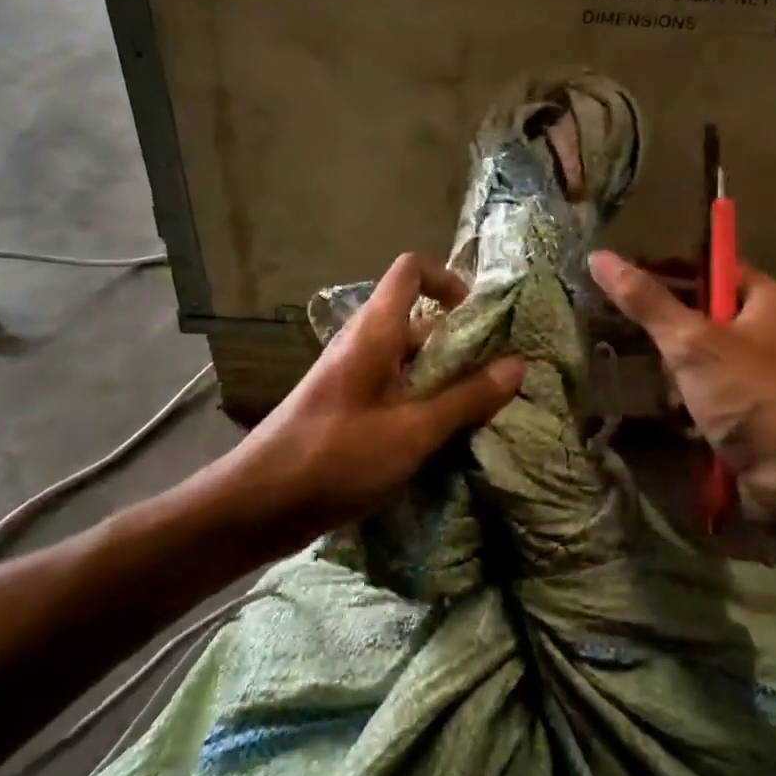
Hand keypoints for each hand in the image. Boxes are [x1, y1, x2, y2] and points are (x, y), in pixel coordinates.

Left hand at [219, 253, 524, 553]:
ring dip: (446, 380)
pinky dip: (424, 404)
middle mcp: (363, 344)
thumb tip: (518, 365)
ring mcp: (353, 377)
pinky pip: (396, 390)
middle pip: (420, 321)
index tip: (480, 320)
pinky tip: (445, 439)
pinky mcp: (348, 409)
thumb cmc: (335, 457)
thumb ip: (466, 398)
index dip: (449, 280)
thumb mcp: (412, 431)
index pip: (411, 270)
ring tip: (483, 414)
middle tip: (499, 378)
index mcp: (375, 332)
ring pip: (410, 361)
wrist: (257, 505)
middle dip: (462, 344)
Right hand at [588, 250, 775, 533]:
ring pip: (702, 357)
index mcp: (767, 298)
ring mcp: (763, 372)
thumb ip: (646, 301)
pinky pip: (710, 391)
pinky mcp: (754, 409)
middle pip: (702, 313)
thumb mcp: (692, 343)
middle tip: (634, 338)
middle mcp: (769, 329)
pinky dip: (690, 401)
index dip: (669, 268)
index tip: (625, 282)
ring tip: (660, 387)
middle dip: (669, 332)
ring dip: (676, 373)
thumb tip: (599, 256)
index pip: (710, 265)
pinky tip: (676, 415)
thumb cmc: (751, 397)